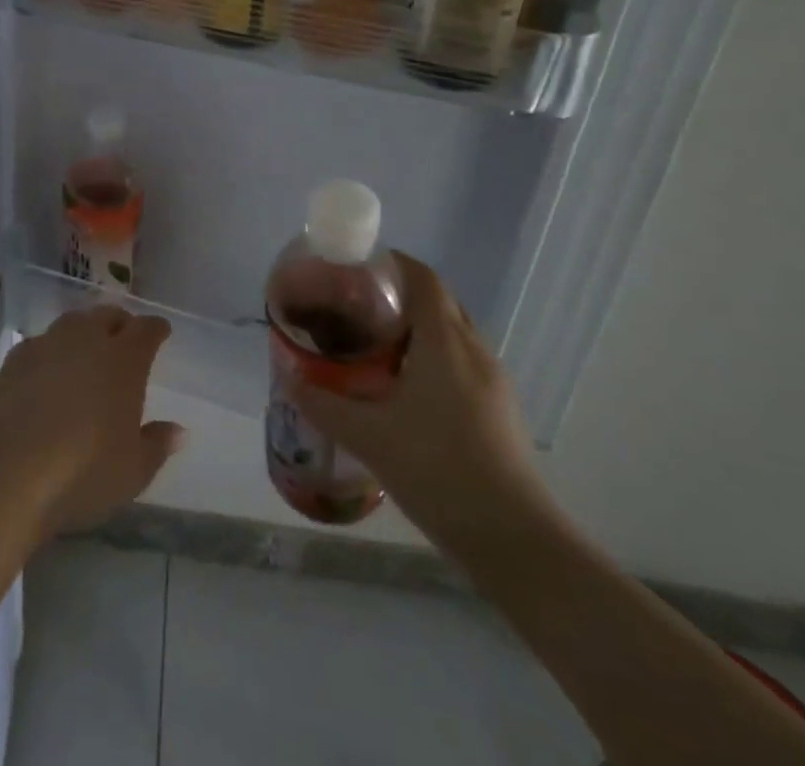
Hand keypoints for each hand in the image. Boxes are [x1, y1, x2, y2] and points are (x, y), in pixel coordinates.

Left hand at [0, 307, 186, 541]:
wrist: (10, 473)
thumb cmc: (84, 472)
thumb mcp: (134, 470)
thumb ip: (157, 444)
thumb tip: (178, 430)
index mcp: (123, 360)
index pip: (146, 329)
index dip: (156, 329)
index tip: (161, 333)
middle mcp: (87, 340)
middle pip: (108, 315)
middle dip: (120, 323)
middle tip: (125, 339)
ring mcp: (48, 345)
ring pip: (73, 322)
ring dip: (85, 331)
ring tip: (87, 351)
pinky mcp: (15, 359)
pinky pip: (41, 343)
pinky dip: (51, 350)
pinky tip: (48, 370)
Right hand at [290, 255, 559, 560]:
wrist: (514, 540)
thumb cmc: (438, 470)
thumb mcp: (369, 437)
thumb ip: (324, 405)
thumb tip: (290, 381)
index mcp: (445, 342)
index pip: (423, 278)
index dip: (393, 263)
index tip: (357, 268)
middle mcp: (474, 351)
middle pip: (439, 301)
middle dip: (400, 295)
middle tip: (357, 307)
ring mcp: (494, 382)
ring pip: (453, 334)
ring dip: (419, 329)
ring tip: (376, 345)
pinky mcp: (501, 410)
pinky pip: (463, 363)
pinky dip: (435, 358)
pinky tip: (407, 390)